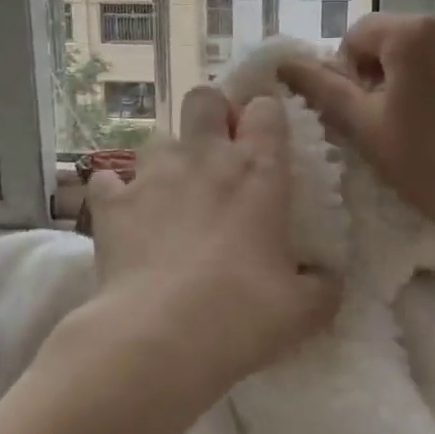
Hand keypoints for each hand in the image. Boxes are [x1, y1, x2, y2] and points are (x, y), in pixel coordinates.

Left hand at [63, 86, 341, 408]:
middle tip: (217, 151)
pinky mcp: (111, 202)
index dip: (265, 116)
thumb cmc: (242, 314)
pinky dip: (115, 191)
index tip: (265, 140)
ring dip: (166, 158)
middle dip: (211, 113)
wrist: (160, 335)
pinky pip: (108, 179)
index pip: (265, 110)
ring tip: (170, 192)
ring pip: (157, 136)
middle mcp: (204, 157)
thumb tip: (326, 277)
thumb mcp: (303, 309)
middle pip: (203, 98)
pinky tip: (123, 213)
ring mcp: (152, 175)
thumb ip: (322, 285)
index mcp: (257, 172)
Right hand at [277, 13, 434, 234]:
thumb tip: (285, 64)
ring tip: (425, 123)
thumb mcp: (362, 124)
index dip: (348, 72)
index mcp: (412, 33)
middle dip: (383, 72)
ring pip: (432, 53)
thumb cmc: (422, 160)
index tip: (360, 110)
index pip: (359, 35)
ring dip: (418, 77)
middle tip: (387, 120)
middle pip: (397, 40)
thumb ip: (321, 88)